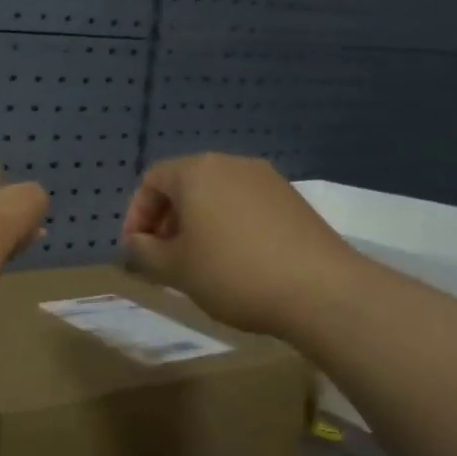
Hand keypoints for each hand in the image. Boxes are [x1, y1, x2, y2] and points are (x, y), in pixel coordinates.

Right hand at [121, 153, 358, 334]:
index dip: (136, 215)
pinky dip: (227, 227)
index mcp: (197, 172)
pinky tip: (234, 262)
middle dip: (167, 219)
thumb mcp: (174, 268)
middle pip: (185, 185)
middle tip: (163, 257)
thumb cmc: (232, 273)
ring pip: (216, 196)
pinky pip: (245, 206)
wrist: (320, 290)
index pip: (152, 180)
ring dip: (197, 224)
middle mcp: (232, 164)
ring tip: (197, 263)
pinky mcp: (293, 201)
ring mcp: (267, 180)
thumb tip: (138, 243)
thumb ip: (144, 251)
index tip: (137, 249)